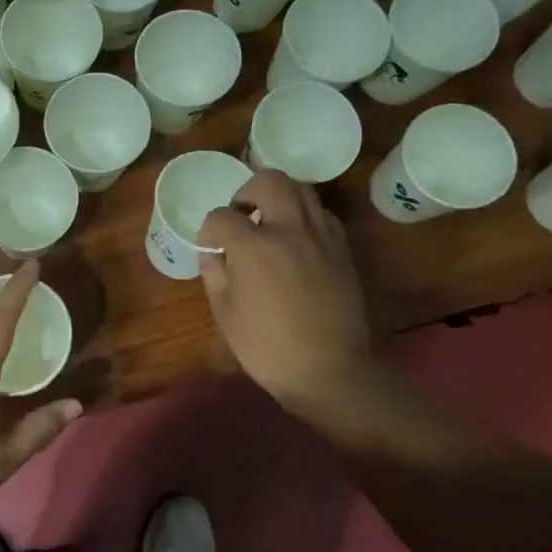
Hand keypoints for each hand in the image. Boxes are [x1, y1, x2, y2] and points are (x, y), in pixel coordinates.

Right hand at [196, 170, 374, 420]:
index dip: (210, 229)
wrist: (328, 369)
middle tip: (241, 214)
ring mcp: (320, 236)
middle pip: (269, 181)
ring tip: (269, 223)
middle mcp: (289, 229)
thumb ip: (215, 274)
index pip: (222, 216)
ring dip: (279, 198)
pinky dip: (304, 216)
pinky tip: (295, 241)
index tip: (210, 246)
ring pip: (301, 190)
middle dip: (247, 191)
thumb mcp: (225, 314)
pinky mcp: (341, 248)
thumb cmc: (266, 347)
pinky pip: (321, 214)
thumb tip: (213, 254)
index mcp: (253, 246)